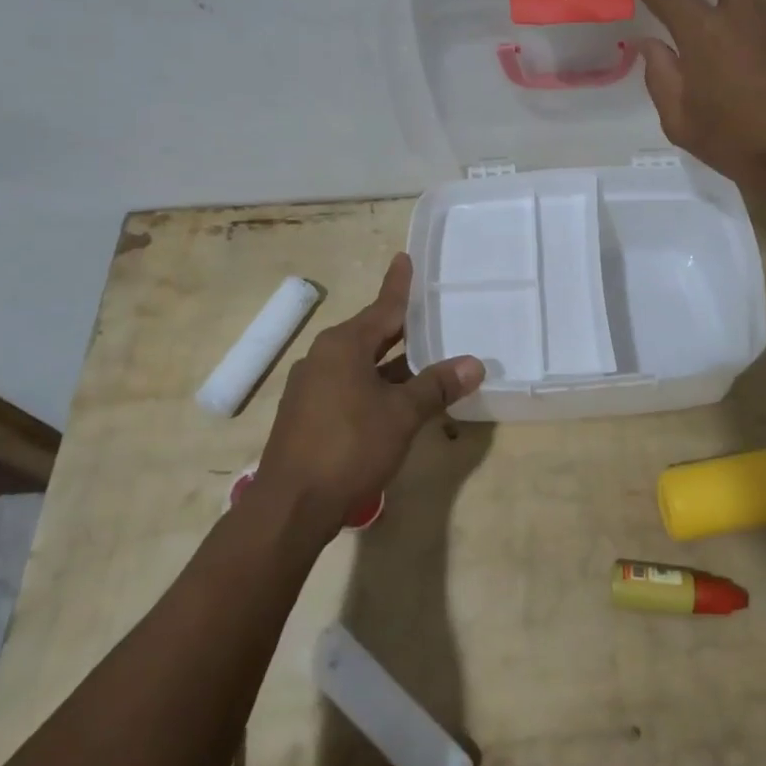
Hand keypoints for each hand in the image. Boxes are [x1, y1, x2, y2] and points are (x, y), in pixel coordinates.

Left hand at [254, 254, 482, 525]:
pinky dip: (375, 383)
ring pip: (360, 363)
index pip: (382, 307)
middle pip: (370, 333)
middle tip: (429, 310)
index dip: (398, 285)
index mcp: (343, 345)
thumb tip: (474, 363)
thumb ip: (437, 386)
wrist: (291, 506)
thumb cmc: (349, 447)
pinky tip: (396, 398)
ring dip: (391, 361)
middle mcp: (323, 358)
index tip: (404, 259)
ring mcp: (311, 387)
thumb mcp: (402, 414)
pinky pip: (349, 385)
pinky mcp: (307, 415)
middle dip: (400, 326)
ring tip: (424, 356)